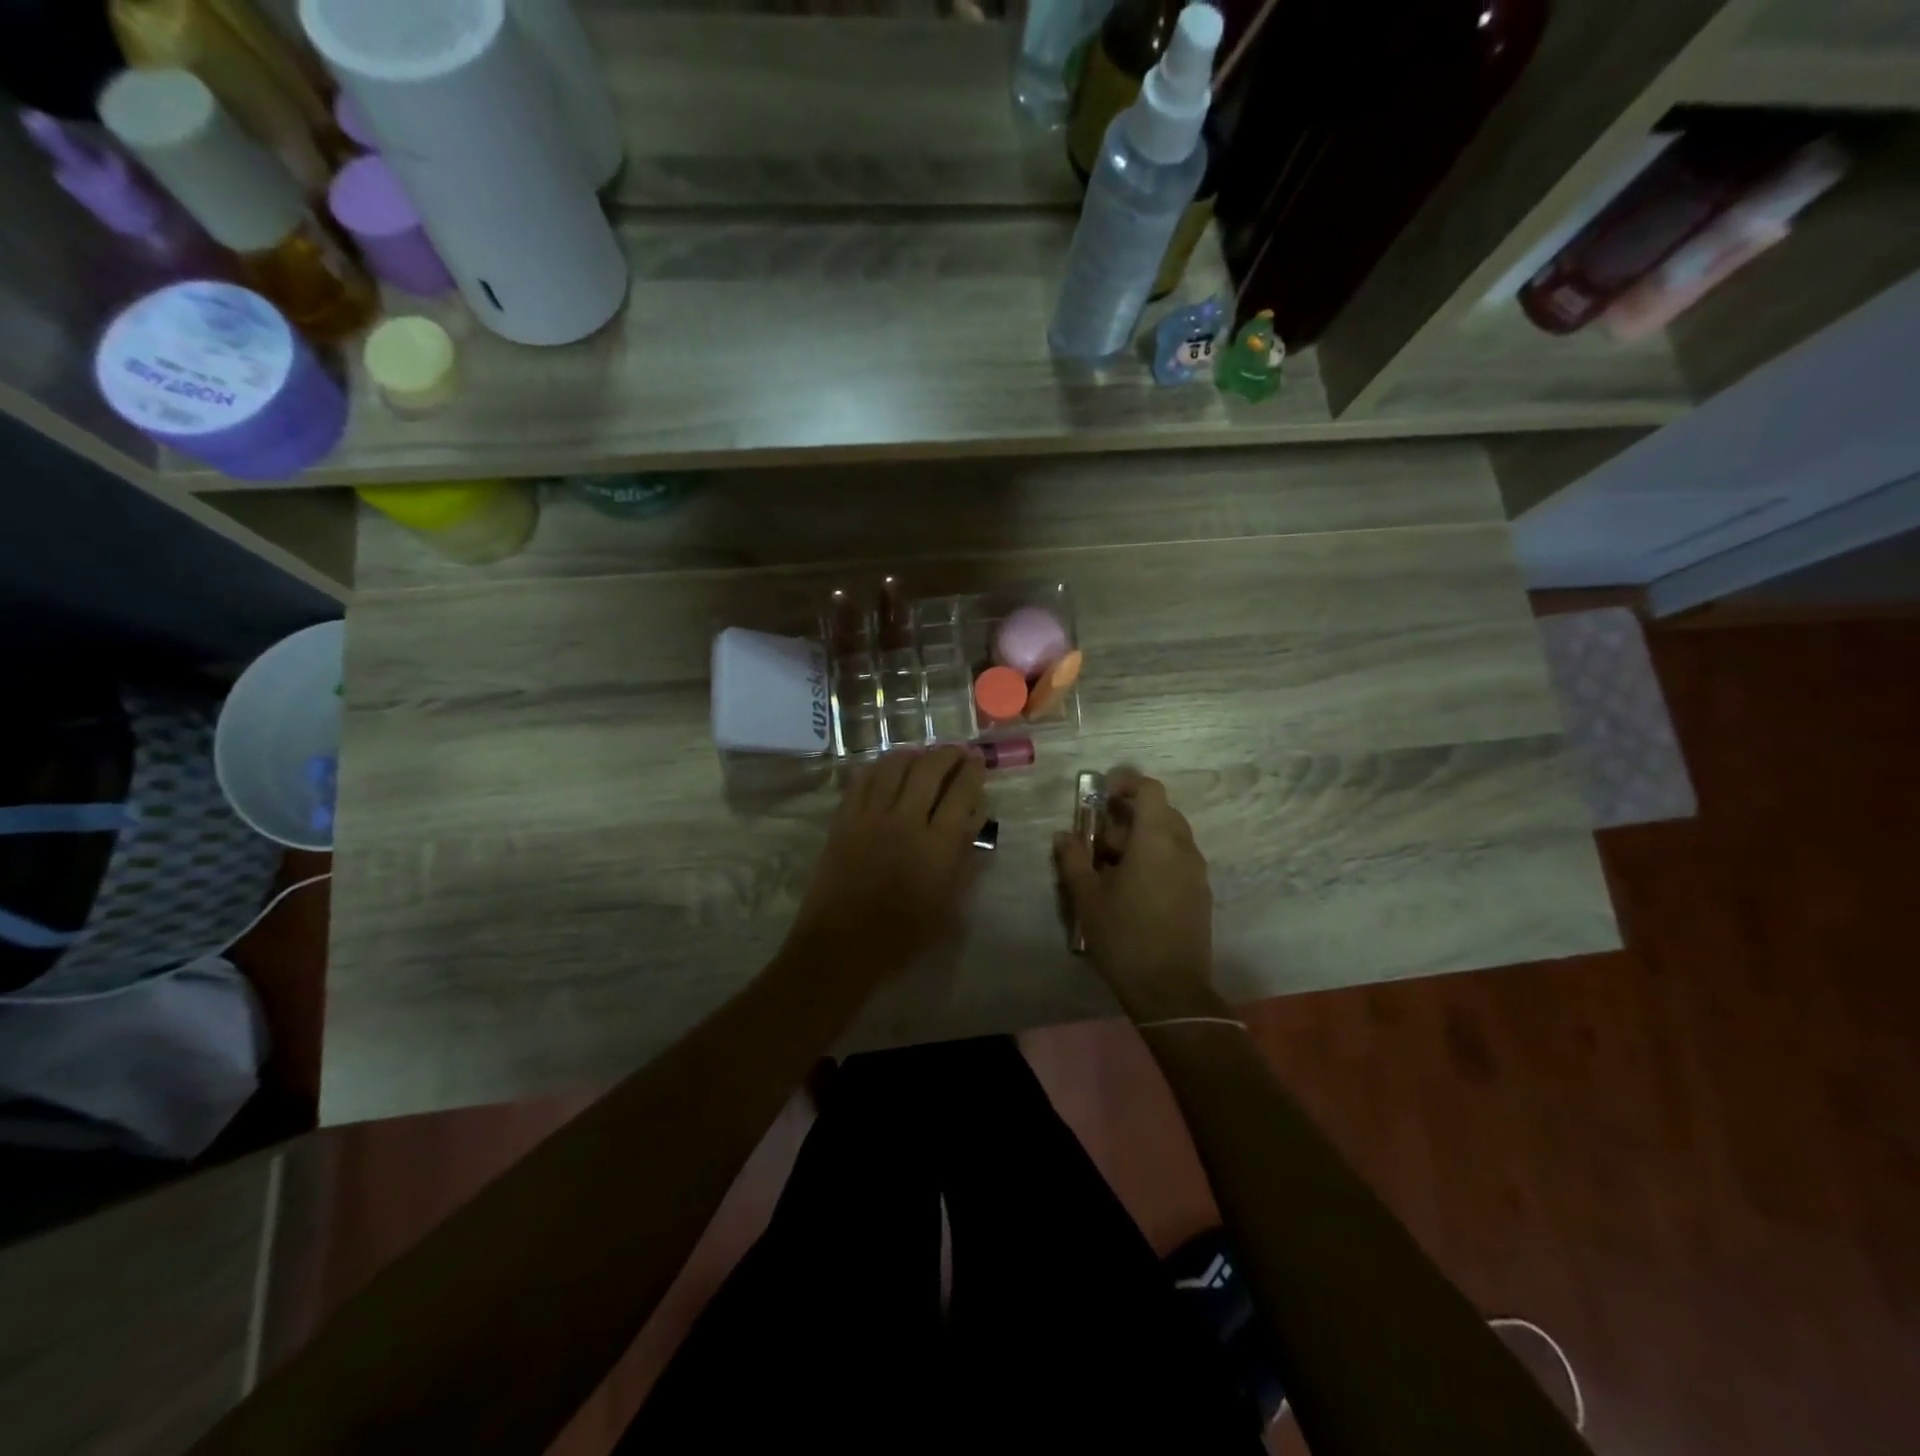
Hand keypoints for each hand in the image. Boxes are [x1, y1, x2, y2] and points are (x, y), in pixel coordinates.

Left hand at [788, 746, 988, 978]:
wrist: (843, 945)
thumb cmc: (904, 933)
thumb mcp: (949, 903)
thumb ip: (964, 857)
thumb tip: (973, 819)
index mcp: (937, 845)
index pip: (962, 793)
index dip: (973, 771)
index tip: (978, 761)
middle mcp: (905, 821)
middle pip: (930, 769)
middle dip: (948, 754)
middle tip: (956, 752)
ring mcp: (870, 816)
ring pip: (894, 766)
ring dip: (914, 754)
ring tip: (924, 754)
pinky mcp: (844, 819)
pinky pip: (862, 779)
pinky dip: (879, 766)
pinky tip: (888, 767)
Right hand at [1054, 768, 1215, 1022]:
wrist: (1170, 990)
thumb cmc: (1124, 936)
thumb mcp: (1087, 897)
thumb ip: (1073, 859)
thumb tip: (1064, 835)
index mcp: (1156, 840)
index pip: (1149, 790)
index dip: (1126, 784)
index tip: (1101, 793)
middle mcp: (1183, 847)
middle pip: (1160, 812)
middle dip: (1128, 816)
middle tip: (1098, 837)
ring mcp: (1196, 871)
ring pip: (1170, 837)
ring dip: (1142, 838)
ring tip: (1111, 865)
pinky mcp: (1201, 893)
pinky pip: (1178, 859)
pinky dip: (1156, 857)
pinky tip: (1133, 887)